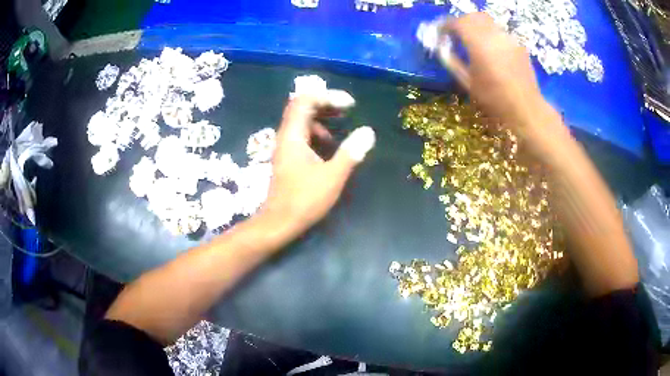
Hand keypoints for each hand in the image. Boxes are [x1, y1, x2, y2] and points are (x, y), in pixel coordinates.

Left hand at [260, 95, 375, 238]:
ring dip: (322, 117)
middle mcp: (286, 136)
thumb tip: (368, 132)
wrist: (279, 222)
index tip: (349, 104)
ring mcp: (285, 146)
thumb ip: (351, 152)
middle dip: (325, 103)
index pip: (305, 101)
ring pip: (301, 120)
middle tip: (346, 109)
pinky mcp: (288, 157)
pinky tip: (330, 145)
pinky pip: (302, 134)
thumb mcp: (333, 176)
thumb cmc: (304, 200)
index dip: (328, 96)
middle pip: (302, 107)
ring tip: (341, 123)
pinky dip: (317, 132)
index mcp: (293, 135)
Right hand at [444, 13, 566, 146]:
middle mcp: (494, 36)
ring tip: (472, 40)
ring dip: (476, 26)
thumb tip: (441, 48)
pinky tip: (491, 50)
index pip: (457, 23)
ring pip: (488, 21)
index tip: (440, 33)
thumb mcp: (468, 83)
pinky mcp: (518, 45)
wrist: (526, 109)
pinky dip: (490, 35)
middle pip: (473, 16)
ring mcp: (509, 38)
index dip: (445, 25)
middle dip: (461, 21)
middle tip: (455, 33)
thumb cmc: (495, 100)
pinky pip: (500, 32)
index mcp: (479, 44)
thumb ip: (452, 62)